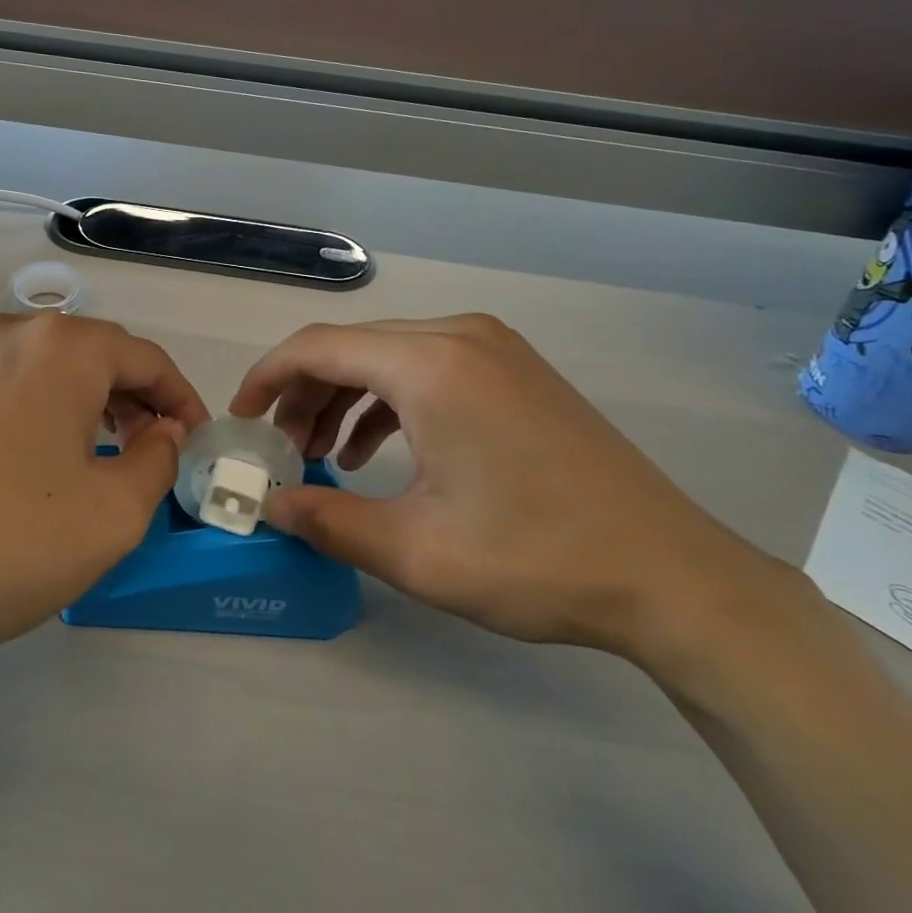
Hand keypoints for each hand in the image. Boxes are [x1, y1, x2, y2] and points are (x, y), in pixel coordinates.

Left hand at [0, 313, 209, 713]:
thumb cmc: (13, 544)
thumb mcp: (116, 511)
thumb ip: (160, 458)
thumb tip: (162, 431)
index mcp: (62, 348)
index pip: (146, 359)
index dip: (182, 398)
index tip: (197, 439)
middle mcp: (12, 331)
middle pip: (98, 353)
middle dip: (138, 396)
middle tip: (157, 447)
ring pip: (53, 365)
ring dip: (93, 399)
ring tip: (111, 448)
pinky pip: (13, 380)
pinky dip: (47, 404)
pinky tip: (50, 451)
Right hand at [230, 315, 781, 660]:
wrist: (672, 576)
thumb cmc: (535, 559)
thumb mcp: (414, 550)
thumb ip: (326, 519)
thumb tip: (267, 505)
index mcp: (429, 364)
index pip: (316, 347)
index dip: (265, 379)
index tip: (240, 421)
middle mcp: (458, 336)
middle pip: (351, 348)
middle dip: (303, 395)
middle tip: (279, 450)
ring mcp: (494, 348)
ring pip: (388, 357)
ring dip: (344, 399)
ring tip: (321, 455)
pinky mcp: (515, 370)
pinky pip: (428, 369)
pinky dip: (389, 402)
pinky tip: (376, 452)